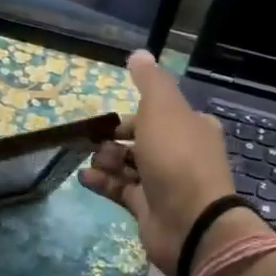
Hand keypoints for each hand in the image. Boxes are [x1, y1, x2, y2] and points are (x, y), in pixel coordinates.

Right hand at [80, 50, 268, 274]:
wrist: (190, 221)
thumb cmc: (177, 158)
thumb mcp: (162, 109)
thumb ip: (149, 82)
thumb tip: (138, 54)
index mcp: (191, 128)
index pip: (158, 114)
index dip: (134, 115)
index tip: (111, 118)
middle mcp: (180, 154)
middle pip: (141, 140)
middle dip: (115, 139)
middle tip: (96, 141)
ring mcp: (164, 184)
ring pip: (129, 165)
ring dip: (106, 160)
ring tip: (92, 160)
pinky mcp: (148, 209)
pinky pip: (121, 190)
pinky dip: (102, 182)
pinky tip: (84, 177)